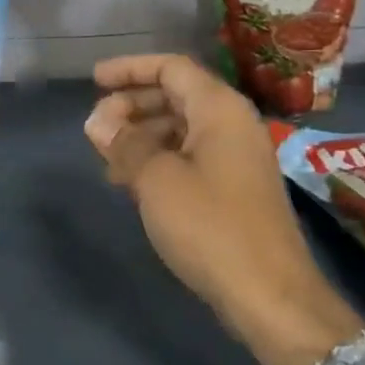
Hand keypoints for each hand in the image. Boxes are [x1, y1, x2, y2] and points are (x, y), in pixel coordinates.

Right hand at [84, 54, 364, 364]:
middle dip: (132, 106)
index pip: (171, 68)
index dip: (130, 69)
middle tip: (96, 129)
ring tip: (107, 160)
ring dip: (141, 136)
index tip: (94, 81)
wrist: (270, 296)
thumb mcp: (156, 179)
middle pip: (175, 96)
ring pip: (180, 129)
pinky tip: (132, 184)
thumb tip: (97, 121)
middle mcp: (232, 124)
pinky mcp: (234, 189)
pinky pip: (190, 157)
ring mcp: (236, 158)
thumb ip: (124, 143)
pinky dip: (159, 160)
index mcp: (219, 109)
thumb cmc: (210, 226)